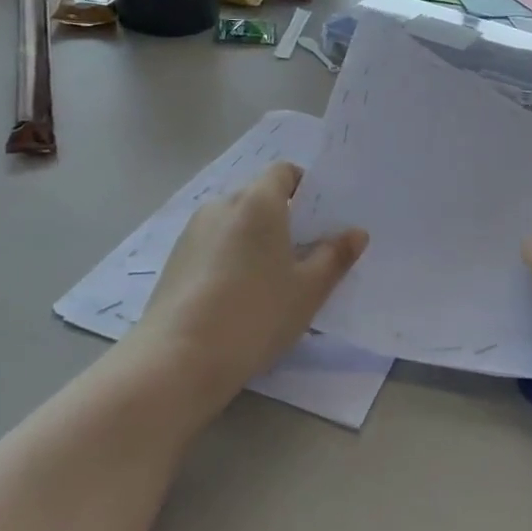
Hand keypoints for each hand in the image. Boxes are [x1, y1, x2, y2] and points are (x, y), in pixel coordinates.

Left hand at [138, 162, 367, 410]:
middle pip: (258, 197)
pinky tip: (236, 296)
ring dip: (253, 239)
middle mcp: (222, 205)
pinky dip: (229, 257)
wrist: (179, 358)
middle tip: (303, 256)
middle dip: (282, 218)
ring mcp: (193, 231)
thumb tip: (356, 233)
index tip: (319, 220)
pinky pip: (212, 244)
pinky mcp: (175, 259)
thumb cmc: (256, 314)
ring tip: (268, 281)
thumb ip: (335, 257)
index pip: (283, 172)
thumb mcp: (308, 290)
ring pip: (233, 223)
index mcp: (258, 202)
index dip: (304, 187)